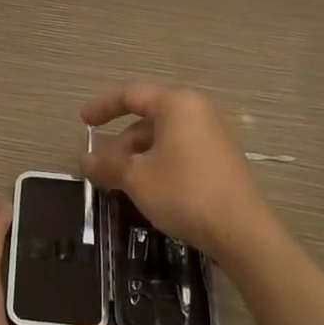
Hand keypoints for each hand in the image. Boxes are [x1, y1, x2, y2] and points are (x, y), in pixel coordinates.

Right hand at [80, 83, 271, 258]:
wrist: (240, 230)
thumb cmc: (183, 192)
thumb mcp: (136, 178)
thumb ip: (107, 164)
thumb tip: (83, 160)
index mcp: (177, 104)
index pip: (131, 94)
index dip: (102, 106)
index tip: (82, 122)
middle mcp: (197, 110)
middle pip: (147, 117)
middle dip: (119, 141)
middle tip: (100, 166)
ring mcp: (212, 134)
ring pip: (163, 136)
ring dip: (137, 155)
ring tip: (120, 182)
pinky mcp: (219, 157)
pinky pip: (179, 149)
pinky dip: (157, 161)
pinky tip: (147, 187)